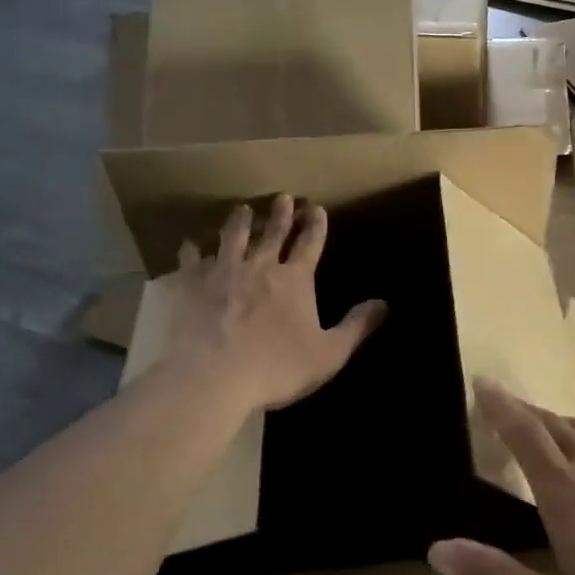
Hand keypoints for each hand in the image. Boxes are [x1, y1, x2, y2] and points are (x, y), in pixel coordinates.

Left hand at [167, 194, 386, 414]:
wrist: (213, 377)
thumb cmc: (277, 367)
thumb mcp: (329, 354)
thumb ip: (356, 326)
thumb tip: (384, 303)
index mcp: (294, 280)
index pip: (309, 243)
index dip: (315, 225)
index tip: (317, 208)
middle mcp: (259, 266)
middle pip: (272, 232)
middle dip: (281, 213)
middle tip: (283, 197)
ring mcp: (222, 272)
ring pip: (233, 237)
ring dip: (240, 221)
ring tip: (242, 209)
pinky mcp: (190, 285)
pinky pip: (191, 261)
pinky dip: (193, 251)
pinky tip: (191, 245)